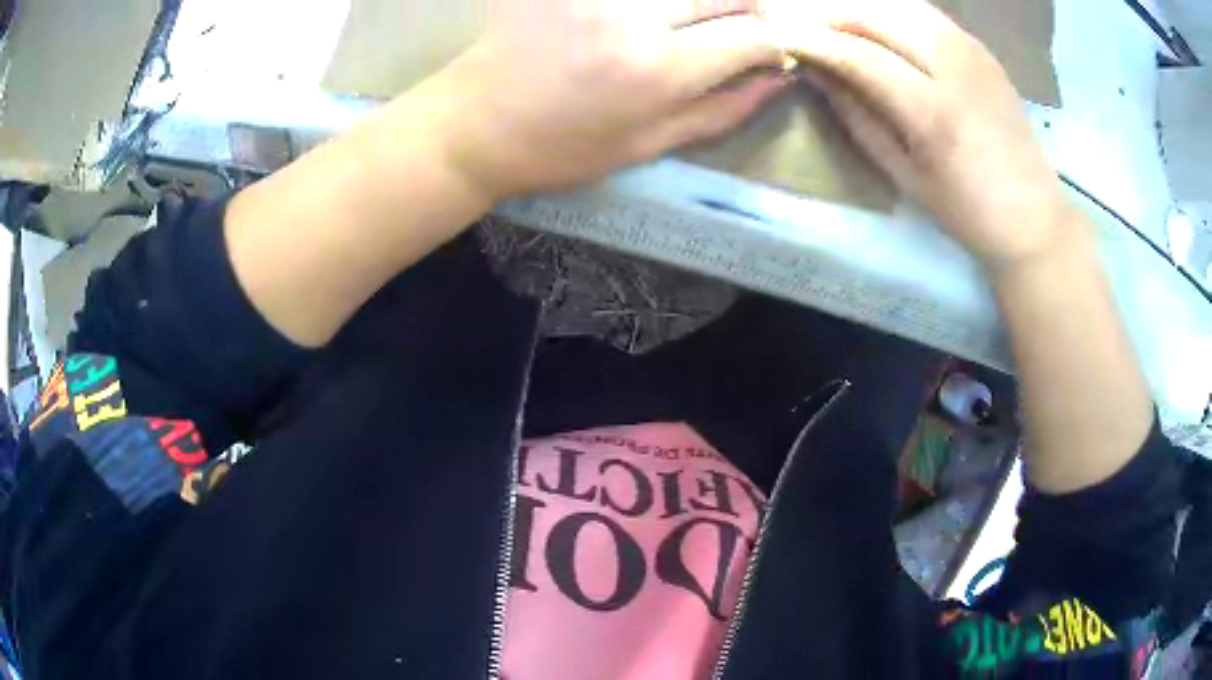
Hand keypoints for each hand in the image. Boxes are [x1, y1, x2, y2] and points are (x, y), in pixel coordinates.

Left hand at [428, 0, 787, 200]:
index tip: (773, 49)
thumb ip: (721, 110)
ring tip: (689, 27)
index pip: (751, 36)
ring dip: (702, 2)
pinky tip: (654, 17)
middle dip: (749, 9)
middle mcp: (634, 16)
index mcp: (658, 70)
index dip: (775, 40)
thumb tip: (777, 80)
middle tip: (740, 28)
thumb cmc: (561, 149)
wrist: (474, 125)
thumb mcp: (647, 145)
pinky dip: (659, 1)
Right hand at [765, 0, 1073, 270]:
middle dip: (826, 12)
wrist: (1034, 215)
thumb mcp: (905, 176)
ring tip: (826, 17)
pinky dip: (887, 9)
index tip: (775, 35)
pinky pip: (923, 11)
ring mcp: (971, 50)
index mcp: (934, 112)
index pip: (858, 54)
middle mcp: (954, 66)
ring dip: (855, 5)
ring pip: (898, 4)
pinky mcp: (980, 47)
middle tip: (792, 18)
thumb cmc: (968, 211)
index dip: (811, 40)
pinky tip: (870, 20)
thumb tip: (816, 73)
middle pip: (876, 14)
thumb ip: (858, 117)